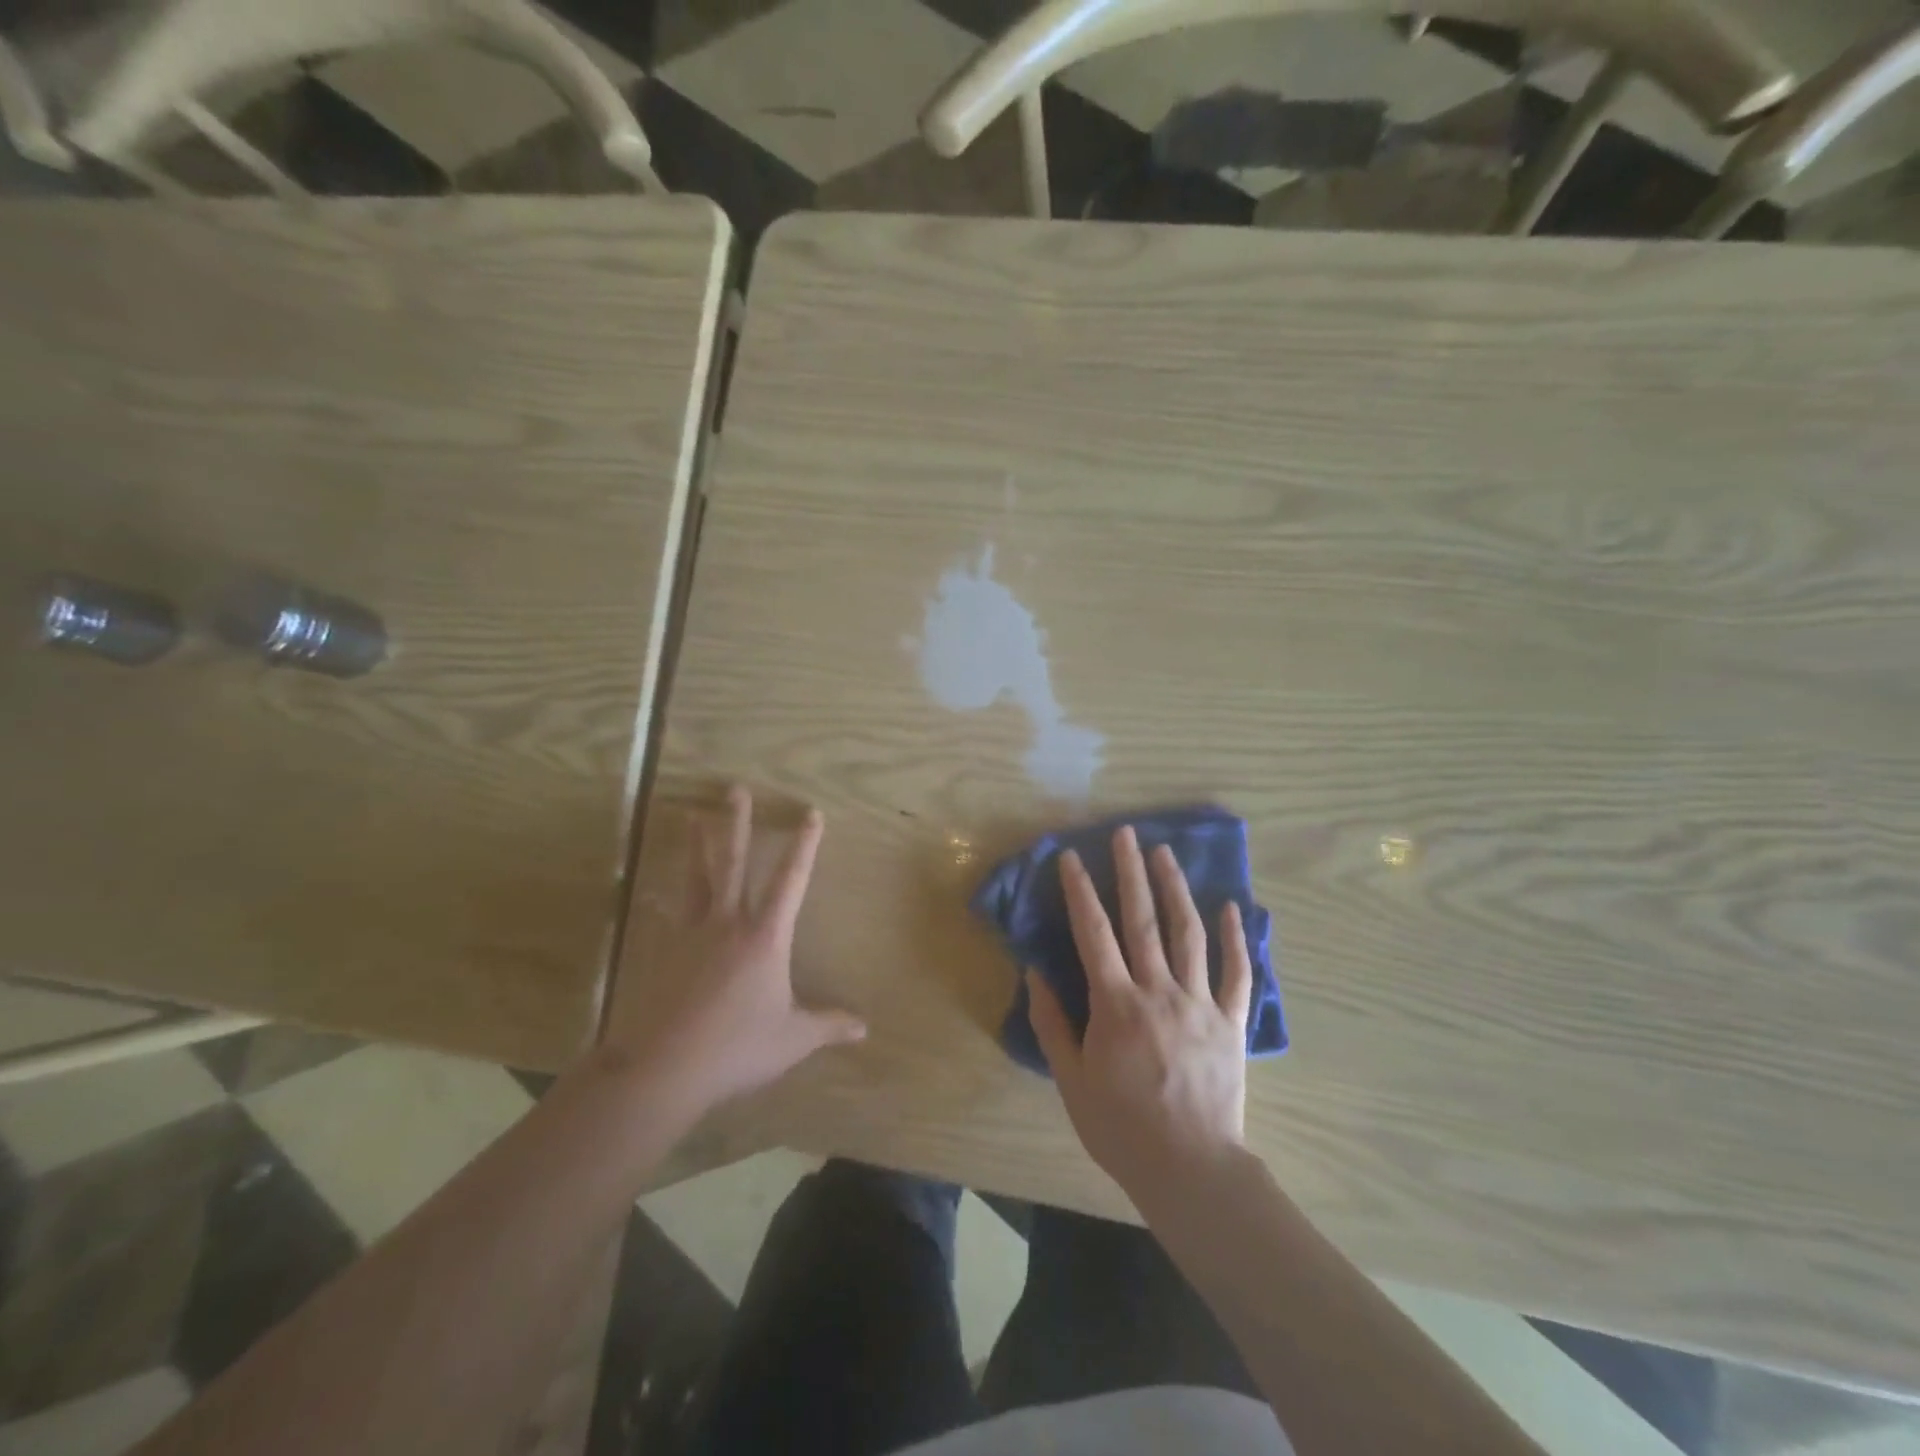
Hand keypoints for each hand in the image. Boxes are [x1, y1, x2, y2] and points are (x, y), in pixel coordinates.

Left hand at [619, 786, 864, 1121]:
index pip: (791, 880)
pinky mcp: (664, 953)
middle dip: (738, 824)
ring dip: (696, 846)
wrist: (666, 1066)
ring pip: (696, 879)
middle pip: (734, 863)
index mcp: (765, 936)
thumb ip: (829, 1026)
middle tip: (735, 789)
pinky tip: (648, 894)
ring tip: (691, 816)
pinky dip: (658, 903)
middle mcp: (729, 923)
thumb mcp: (793, 1039)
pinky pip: (665, 918)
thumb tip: (864, 1028)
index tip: (811, 812)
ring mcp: (692, 934)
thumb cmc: (738, 1046)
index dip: (804, 845)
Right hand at [1027, 825, 1252, 1207]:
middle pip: (1143, 920)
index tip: (1071, 856)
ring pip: (1189, 934)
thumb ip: (1052, 1023)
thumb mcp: (1071, 1079)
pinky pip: (1237, 973)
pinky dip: (1237, 938)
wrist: (1190, 1168)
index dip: (1080, 891)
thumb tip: (1035, 973)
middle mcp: (1158, 991)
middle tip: (1126, 833)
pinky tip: (1233, 907)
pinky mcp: (1232, 1022)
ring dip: (1176, 889)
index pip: (1093, 933)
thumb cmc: (1121, 1126)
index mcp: (1115, 1004)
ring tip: (1166, 853)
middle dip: (1131, 872)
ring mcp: (1200, 1003)